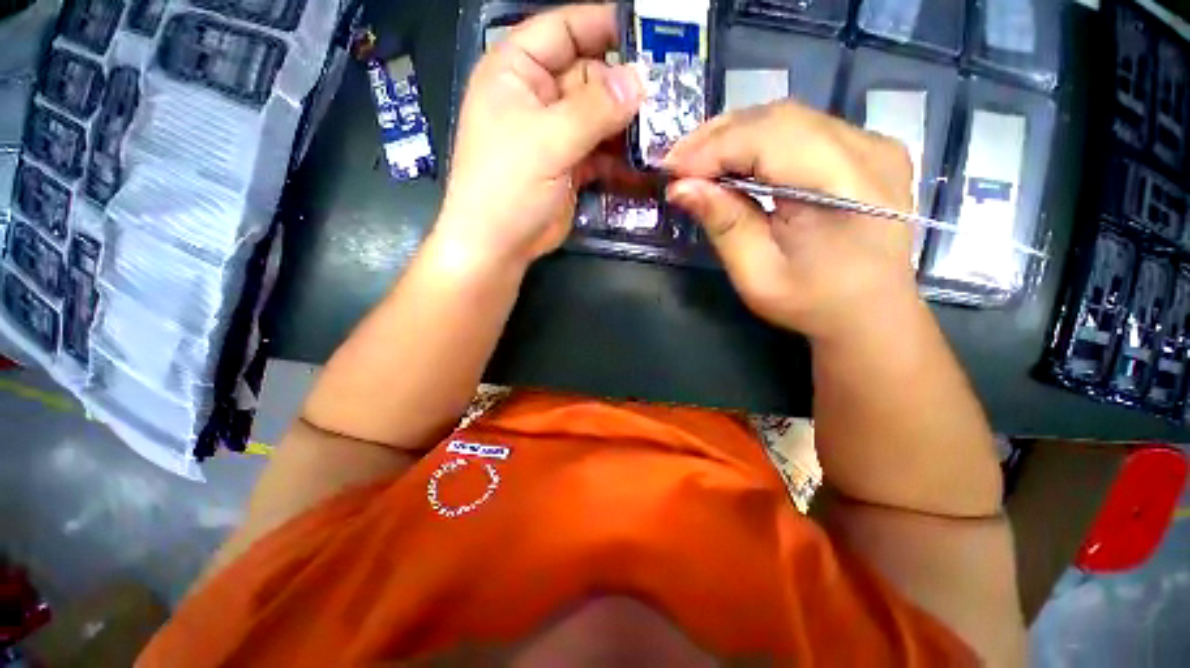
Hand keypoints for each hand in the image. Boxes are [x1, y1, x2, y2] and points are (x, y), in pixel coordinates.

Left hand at [435, 4, 643, 269]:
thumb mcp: (547, 141)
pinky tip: (644, 162)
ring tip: (664, 131)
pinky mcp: (569, 166)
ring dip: (627, 126)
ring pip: (599, 117)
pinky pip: (601, 151)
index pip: (564, 29)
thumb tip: (639, 82)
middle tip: (669, 97)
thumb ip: (594, 110)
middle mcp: (538, 97)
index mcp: (517, 72)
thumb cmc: (507, 186)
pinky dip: (620, 157)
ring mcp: (556, 135)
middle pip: (590, 76)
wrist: (498, 246)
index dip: (604, 25)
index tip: (650, 33)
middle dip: (625, 87)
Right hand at [663, 102, 919, 342]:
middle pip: (778, 118)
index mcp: (848, 186)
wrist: (869, 311)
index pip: (769, 140)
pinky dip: (756, 141)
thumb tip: (681, 188)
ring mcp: (873, 143)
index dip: (712, 149)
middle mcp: (869, 149)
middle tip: (676, 164)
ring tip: (695, 162)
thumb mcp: (757, 274)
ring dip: (733, 136)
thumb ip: (724, 225)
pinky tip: (731, 161)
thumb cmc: (812, 302)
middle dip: (716, 138)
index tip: (670, 172)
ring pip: (787, 118)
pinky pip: (800, 129)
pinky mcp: (865, 148)